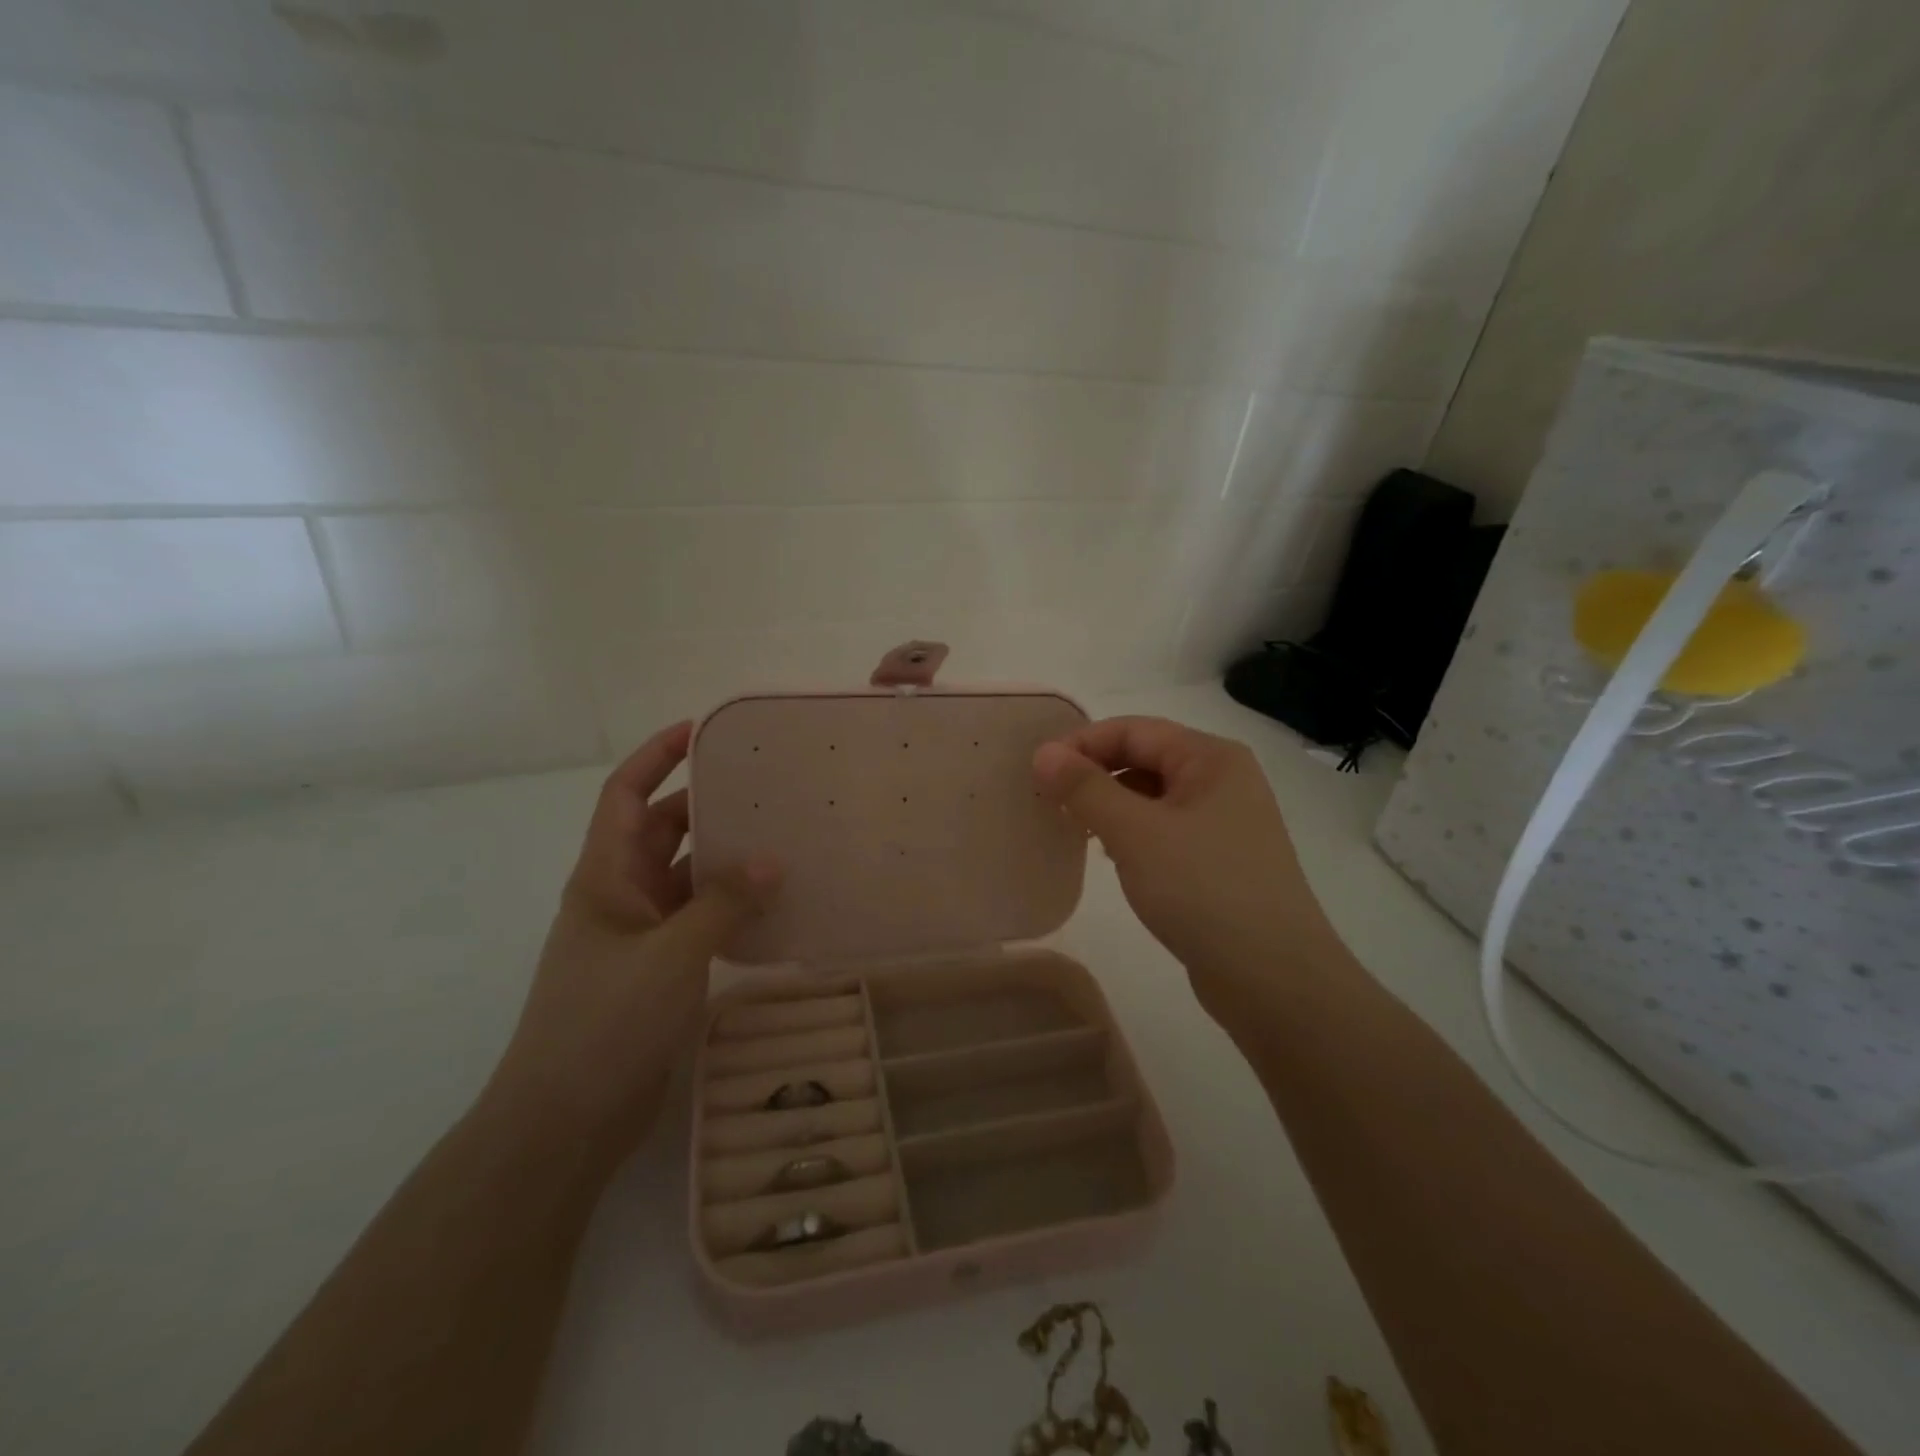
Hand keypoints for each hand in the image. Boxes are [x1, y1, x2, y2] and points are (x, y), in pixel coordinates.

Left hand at [485, 722, 781, 1163]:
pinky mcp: (656, 971)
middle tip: (762, 787)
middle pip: (660, 831)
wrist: (562, 1122)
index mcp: (604, 877)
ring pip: (683, 877)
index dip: (656, 757)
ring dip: (721, 859)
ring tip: (778, 839)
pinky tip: (769, 905)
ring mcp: (637, 936)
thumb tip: (770, 860)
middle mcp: (618, 896)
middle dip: (704, 804)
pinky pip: (696, 920)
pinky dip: (727, 907)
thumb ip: (721, 904)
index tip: (700, 731)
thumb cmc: (603, 1024)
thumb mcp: (669, 955)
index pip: (625, 796)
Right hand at [1032, 716, 1332, 1009]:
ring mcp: (1225, 822)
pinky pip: (1165, 829)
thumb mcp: (1135, 832)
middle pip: (1146, 758)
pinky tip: (1110, 855)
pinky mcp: (1220, 860)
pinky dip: (1132, 833)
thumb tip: (1043, 753)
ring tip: (1073, 827)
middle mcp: (1223, 780)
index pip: (1134, 730)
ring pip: (1153, 796)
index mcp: (1211, 758)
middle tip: (1049, 800)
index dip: (1082, 744)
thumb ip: (1086, 788)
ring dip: (1110, 804)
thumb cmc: (1203, 890)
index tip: (1038, 772)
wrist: (1273, 979)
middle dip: (1095, 773)